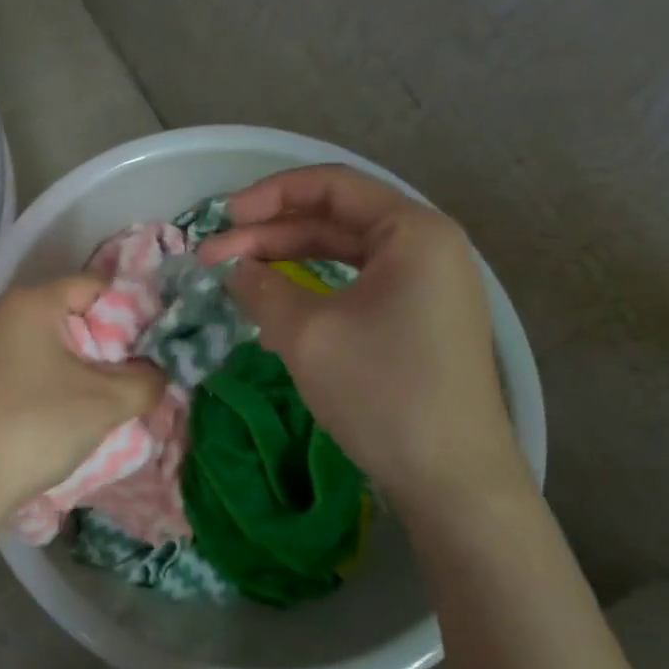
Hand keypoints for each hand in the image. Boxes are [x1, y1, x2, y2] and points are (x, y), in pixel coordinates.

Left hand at [0, 277, 164, 515]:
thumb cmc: (38, 426)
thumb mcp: (106, 403)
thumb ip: (145, 380)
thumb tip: (157, 372)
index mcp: (29, 303)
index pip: (91, 286)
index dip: (126, 309)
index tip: (146, 343)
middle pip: (63, 315)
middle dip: (97, 342)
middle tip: (123, 375)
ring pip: (36, 344)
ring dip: (65, 365)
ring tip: (89, 399)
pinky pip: (11, 367)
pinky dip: (34, 381)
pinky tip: (44, 415)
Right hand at [196, 165, 529, 516]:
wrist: (454, 483)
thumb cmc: (382, 391)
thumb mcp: (306, 333)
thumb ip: (260, 287)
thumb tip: (236, 270)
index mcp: (412, 231)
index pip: (330, 185)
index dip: (269, 195)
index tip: (222, 219)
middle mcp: (427, 247)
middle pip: (335, 219)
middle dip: (270, 234)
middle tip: (214, 258)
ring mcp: (427, 286)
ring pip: (343, 254)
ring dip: (287, 262)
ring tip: (238, 281)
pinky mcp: (420, 321)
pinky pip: (357, 286)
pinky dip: (313, 290)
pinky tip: (276, 313)